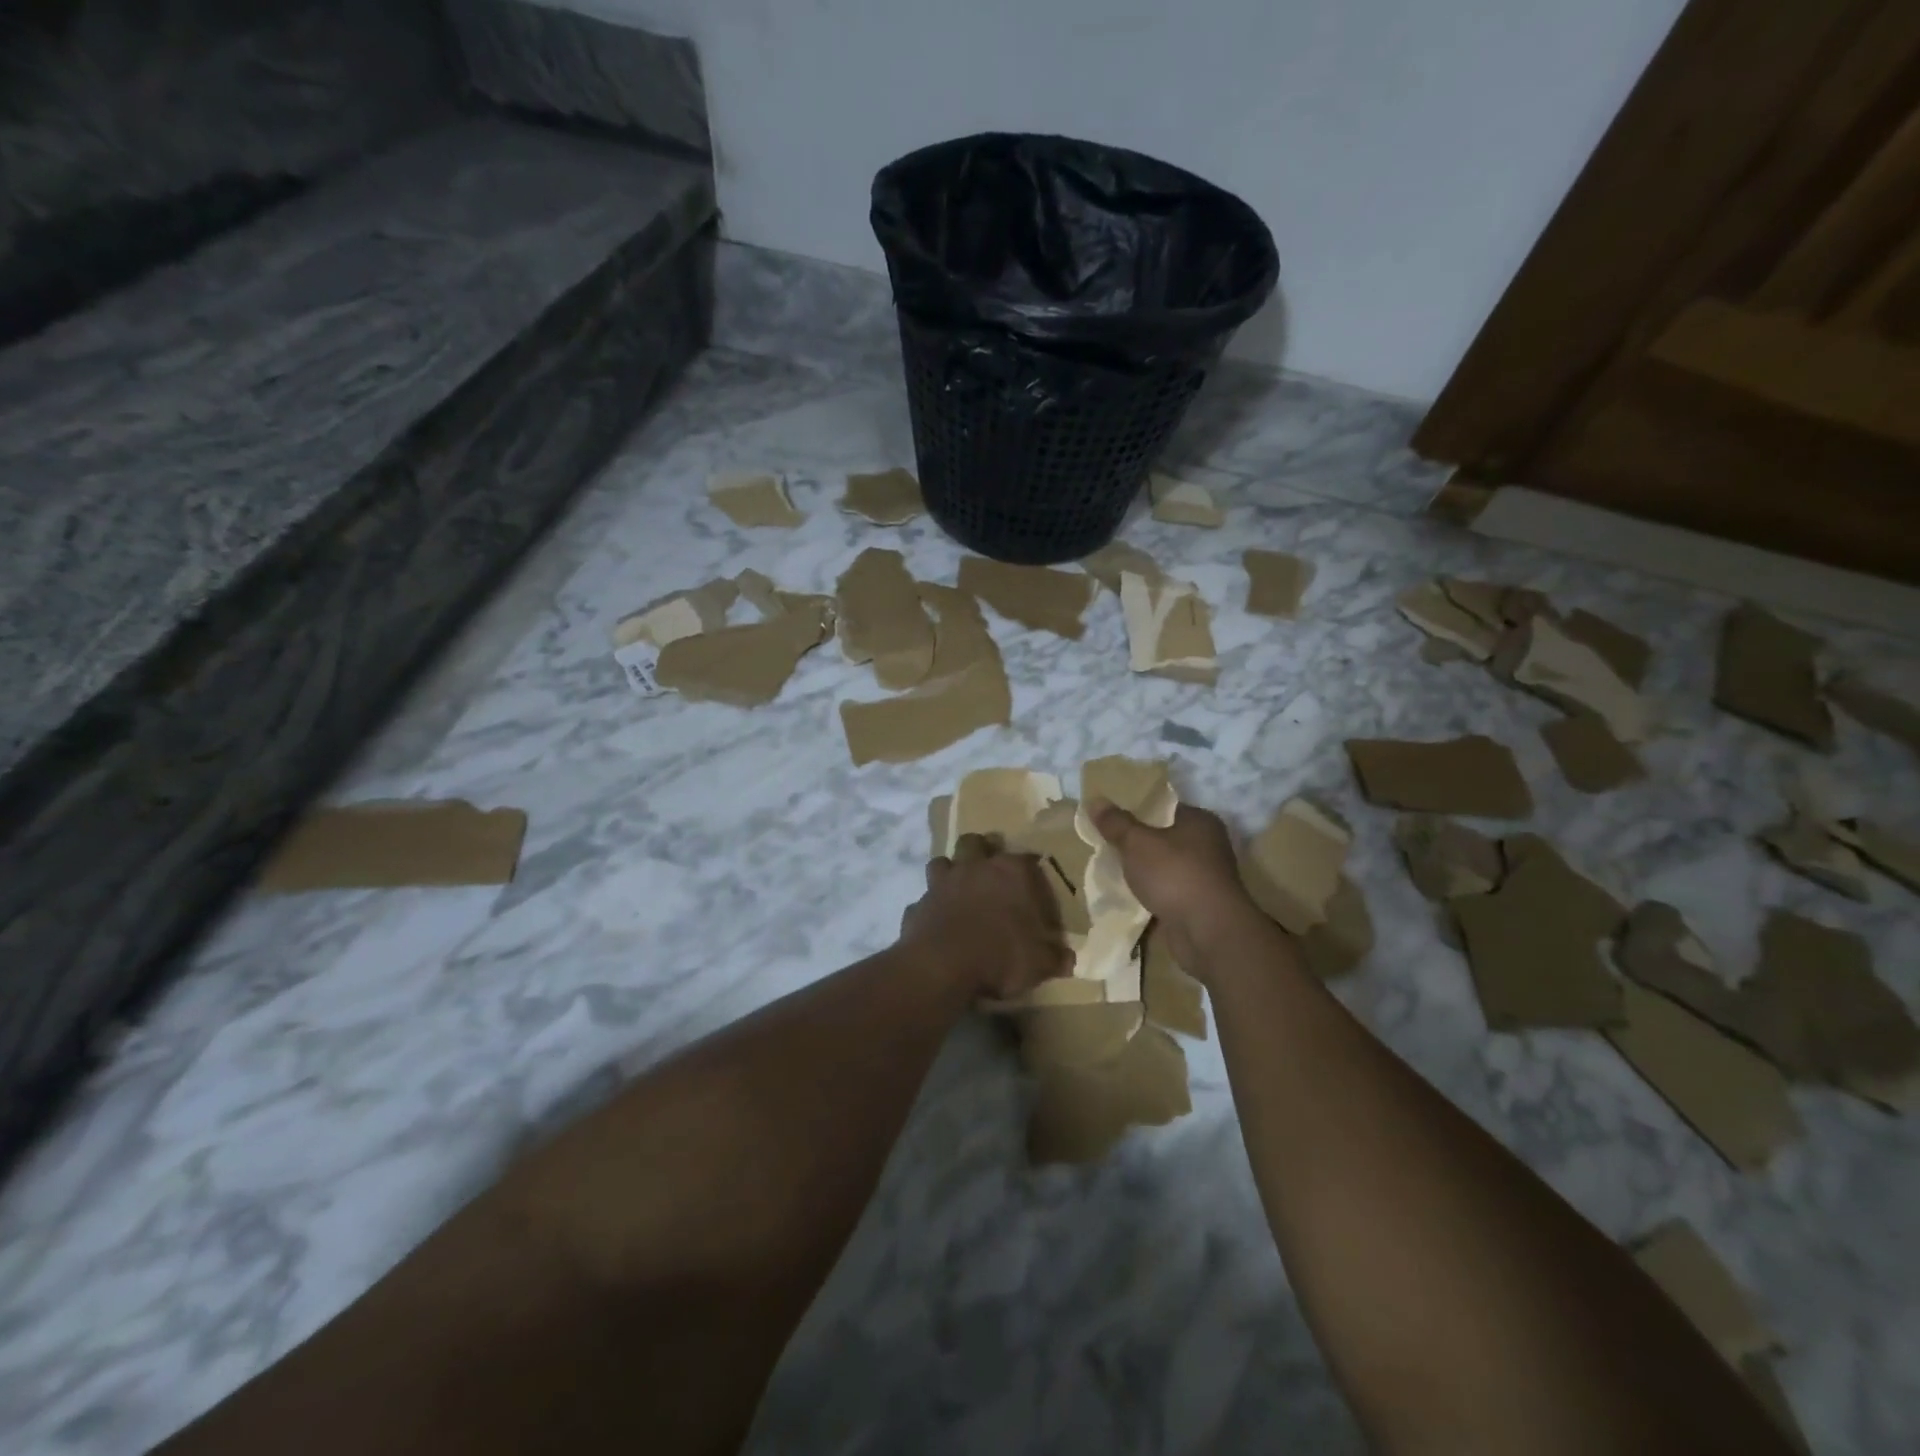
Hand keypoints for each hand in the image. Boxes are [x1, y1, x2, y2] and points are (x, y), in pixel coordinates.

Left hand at [900, 834, 1072, 1001]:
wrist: (943, 966)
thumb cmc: (1001, 956)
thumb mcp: (1040, 963)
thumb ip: (1055, 957)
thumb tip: (1067, 959)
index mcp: (1011, 872)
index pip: (1027, 860)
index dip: (1032, 874)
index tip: (1036, 892)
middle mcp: (974, 867)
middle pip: (975, 842)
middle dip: (982, 851)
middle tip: (990, 871)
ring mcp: (941, 883)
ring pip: (942, 862)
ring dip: (950, 872)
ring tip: (958, 890)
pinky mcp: (917, 905)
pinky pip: (923, 900)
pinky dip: (930, 908)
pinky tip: (937, 923)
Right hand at [1089, 801, 1256, 967]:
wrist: (1207, 932)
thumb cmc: (1175, 875)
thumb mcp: (1137, 842)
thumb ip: (1116, 823)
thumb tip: (1095, 801)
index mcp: (1200, 822)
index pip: (1164, 807)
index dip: (1137, 808)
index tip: (1110, 815)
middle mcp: (1207, 846)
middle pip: (1164, 837)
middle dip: (1136, 842)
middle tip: (1105, 841)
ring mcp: (1205, 878)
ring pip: (1164, 867)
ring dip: (1143, 870)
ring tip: (1110, 868)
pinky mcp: (1198, 905)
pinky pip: (1166, 892)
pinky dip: (1150, 893)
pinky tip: (1126, 895)